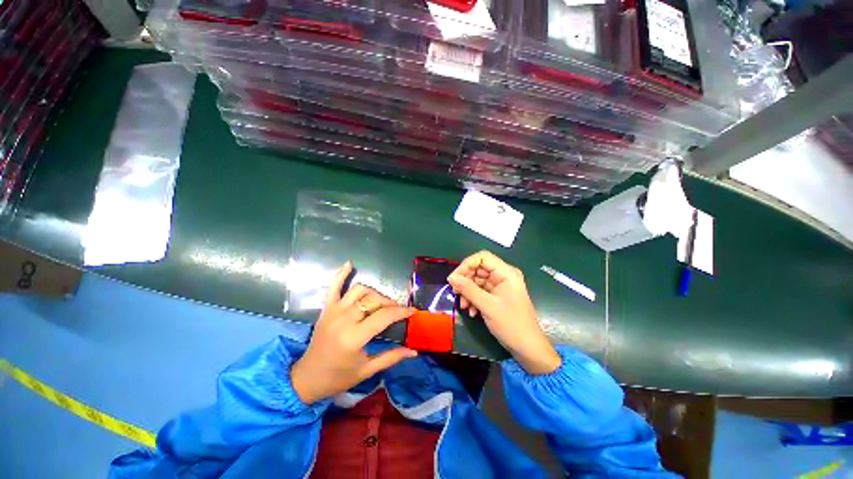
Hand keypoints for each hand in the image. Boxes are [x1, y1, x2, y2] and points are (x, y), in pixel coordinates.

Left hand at [291, 262, 417, 404]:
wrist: (307, 378)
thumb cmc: (339, 377)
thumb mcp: (367, 370)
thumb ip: (391, 357)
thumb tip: (414, 352)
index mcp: (354, 337)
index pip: (384, 316)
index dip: (401, 312)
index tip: (412, 311)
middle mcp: (344, 319)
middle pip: (373, 300)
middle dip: (390, 303)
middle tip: (397, 311)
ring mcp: (333, 311)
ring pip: (360, 290)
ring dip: (374, 293)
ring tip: (380, 303)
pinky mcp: (326, 308)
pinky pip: (333, 286)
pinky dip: (341, 274)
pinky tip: (350, 264)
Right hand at [448, 251, 560, 374]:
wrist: (527, 348)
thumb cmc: (511, 324)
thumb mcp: (487, 306)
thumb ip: (468, 289)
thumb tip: (451, 277)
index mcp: (506, 273)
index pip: (482, 257)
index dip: (466, 265)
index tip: (454, 278)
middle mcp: (503, 276)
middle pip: (478, 269)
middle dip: (465, 280)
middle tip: (455, 293)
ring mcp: (500, 286)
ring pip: (477, 281)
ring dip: (468, 292)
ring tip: (464, 306)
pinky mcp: (497, 296)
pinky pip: (480, 291)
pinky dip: (473, 299)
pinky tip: (471, 311)